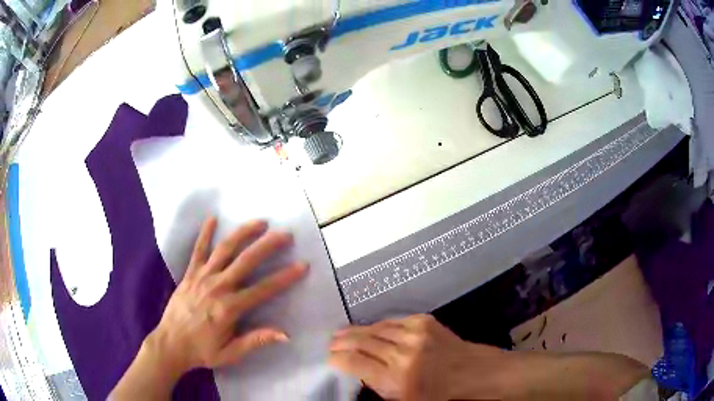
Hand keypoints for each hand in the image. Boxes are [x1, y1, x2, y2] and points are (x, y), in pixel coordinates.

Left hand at [111, 217, 307, 399]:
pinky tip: (212, 218)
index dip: (284, 278)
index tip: (302, 265)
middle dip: (267, 246)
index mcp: (229, 308)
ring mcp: (202, 277)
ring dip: (243, 234)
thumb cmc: (202, 351)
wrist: (170, 344)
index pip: (263, 290)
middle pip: (246, 261)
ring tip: (259, 222)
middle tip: (285, 234)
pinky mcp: (189, 274)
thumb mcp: (231, 353)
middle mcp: (217, 287)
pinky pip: (197, 250)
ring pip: (225, 250)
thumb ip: (255, 341)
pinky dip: (205, 234)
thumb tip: (285, 334)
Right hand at [329, 314, 648, 400]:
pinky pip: (395, 321)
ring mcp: (417, 333)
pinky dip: (380, 325)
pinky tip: (375, 329)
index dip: (337, 358)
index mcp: (396, 380)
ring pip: (376, 327)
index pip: (353, 362)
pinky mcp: (427, 322)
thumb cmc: (448, 400)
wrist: (484, 378)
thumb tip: (360, 376)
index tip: (329, 357)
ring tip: (346, 333)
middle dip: (343, 341)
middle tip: (331, 342)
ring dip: (359, 330)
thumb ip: (381, 390)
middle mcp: (403, 352)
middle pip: (362, 340)